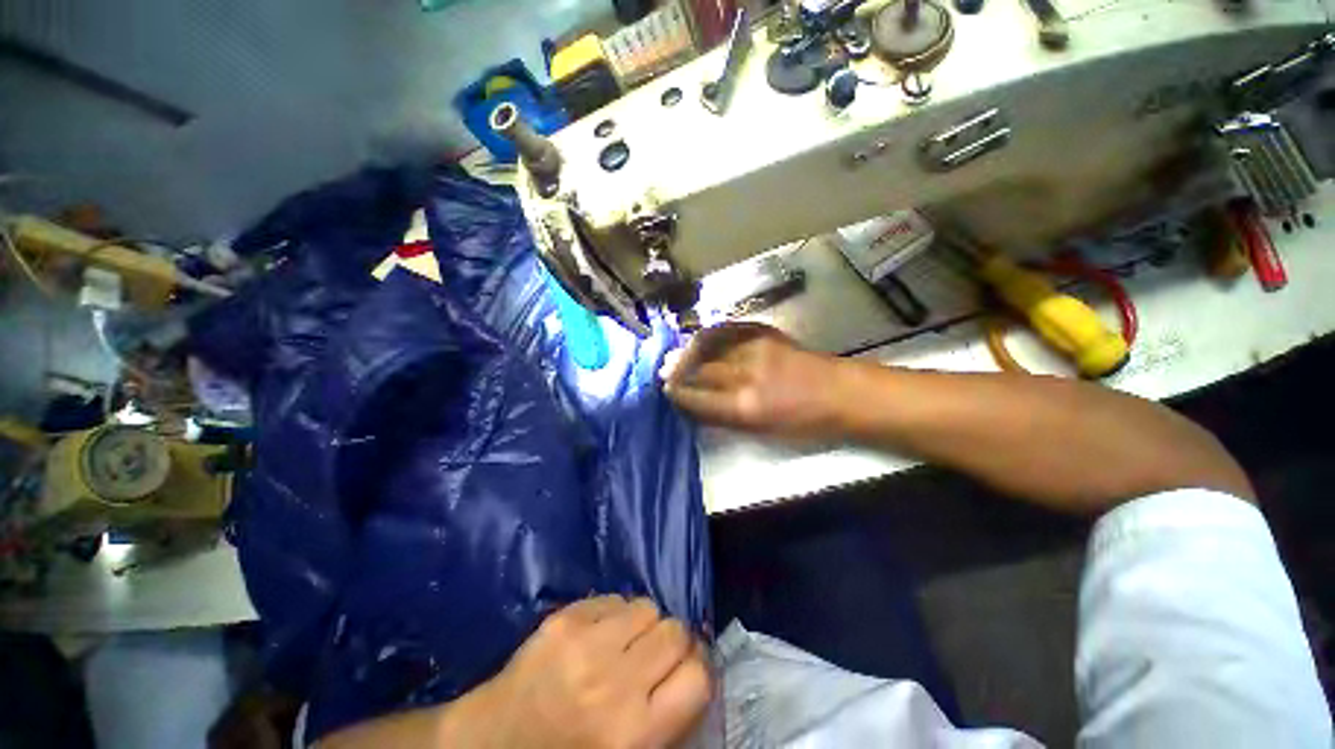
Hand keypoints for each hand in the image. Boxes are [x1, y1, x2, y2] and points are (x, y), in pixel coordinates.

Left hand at [461, 596, 710, 748]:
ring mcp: (586, 643)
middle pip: (676, 631)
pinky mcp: (565, 618)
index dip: (698, 668)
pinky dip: (615, 612)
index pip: (698, 677)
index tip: (686, 669)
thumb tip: (693, 669)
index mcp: (634, 732)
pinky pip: (614, 598)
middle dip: (672, 641)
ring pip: (648, 606)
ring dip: (643, 623)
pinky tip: (597, 634)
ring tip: (624, 642)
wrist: (491, 744)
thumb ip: (665, 717)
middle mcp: (614, 682)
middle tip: (653, 655)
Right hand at [661, 322, 845, 439]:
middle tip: (663, 371)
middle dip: (677, 371)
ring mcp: (754, 347)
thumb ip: (726, 418)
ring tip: (677, 355)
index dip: (677, 393)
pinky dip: (708, 335)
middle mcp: (744, 373)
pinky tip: (700, 340)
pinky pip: (726, 329)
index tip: (666, 391)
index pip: (696, 397)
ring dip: (688, 350)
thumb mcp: (762, 432)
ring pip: (707, 344)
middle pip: (698, 369)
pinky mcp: (764, 332)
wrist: (842, 394)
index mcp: (744, 406)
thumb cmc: (806, 424)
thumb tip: (696, 407)